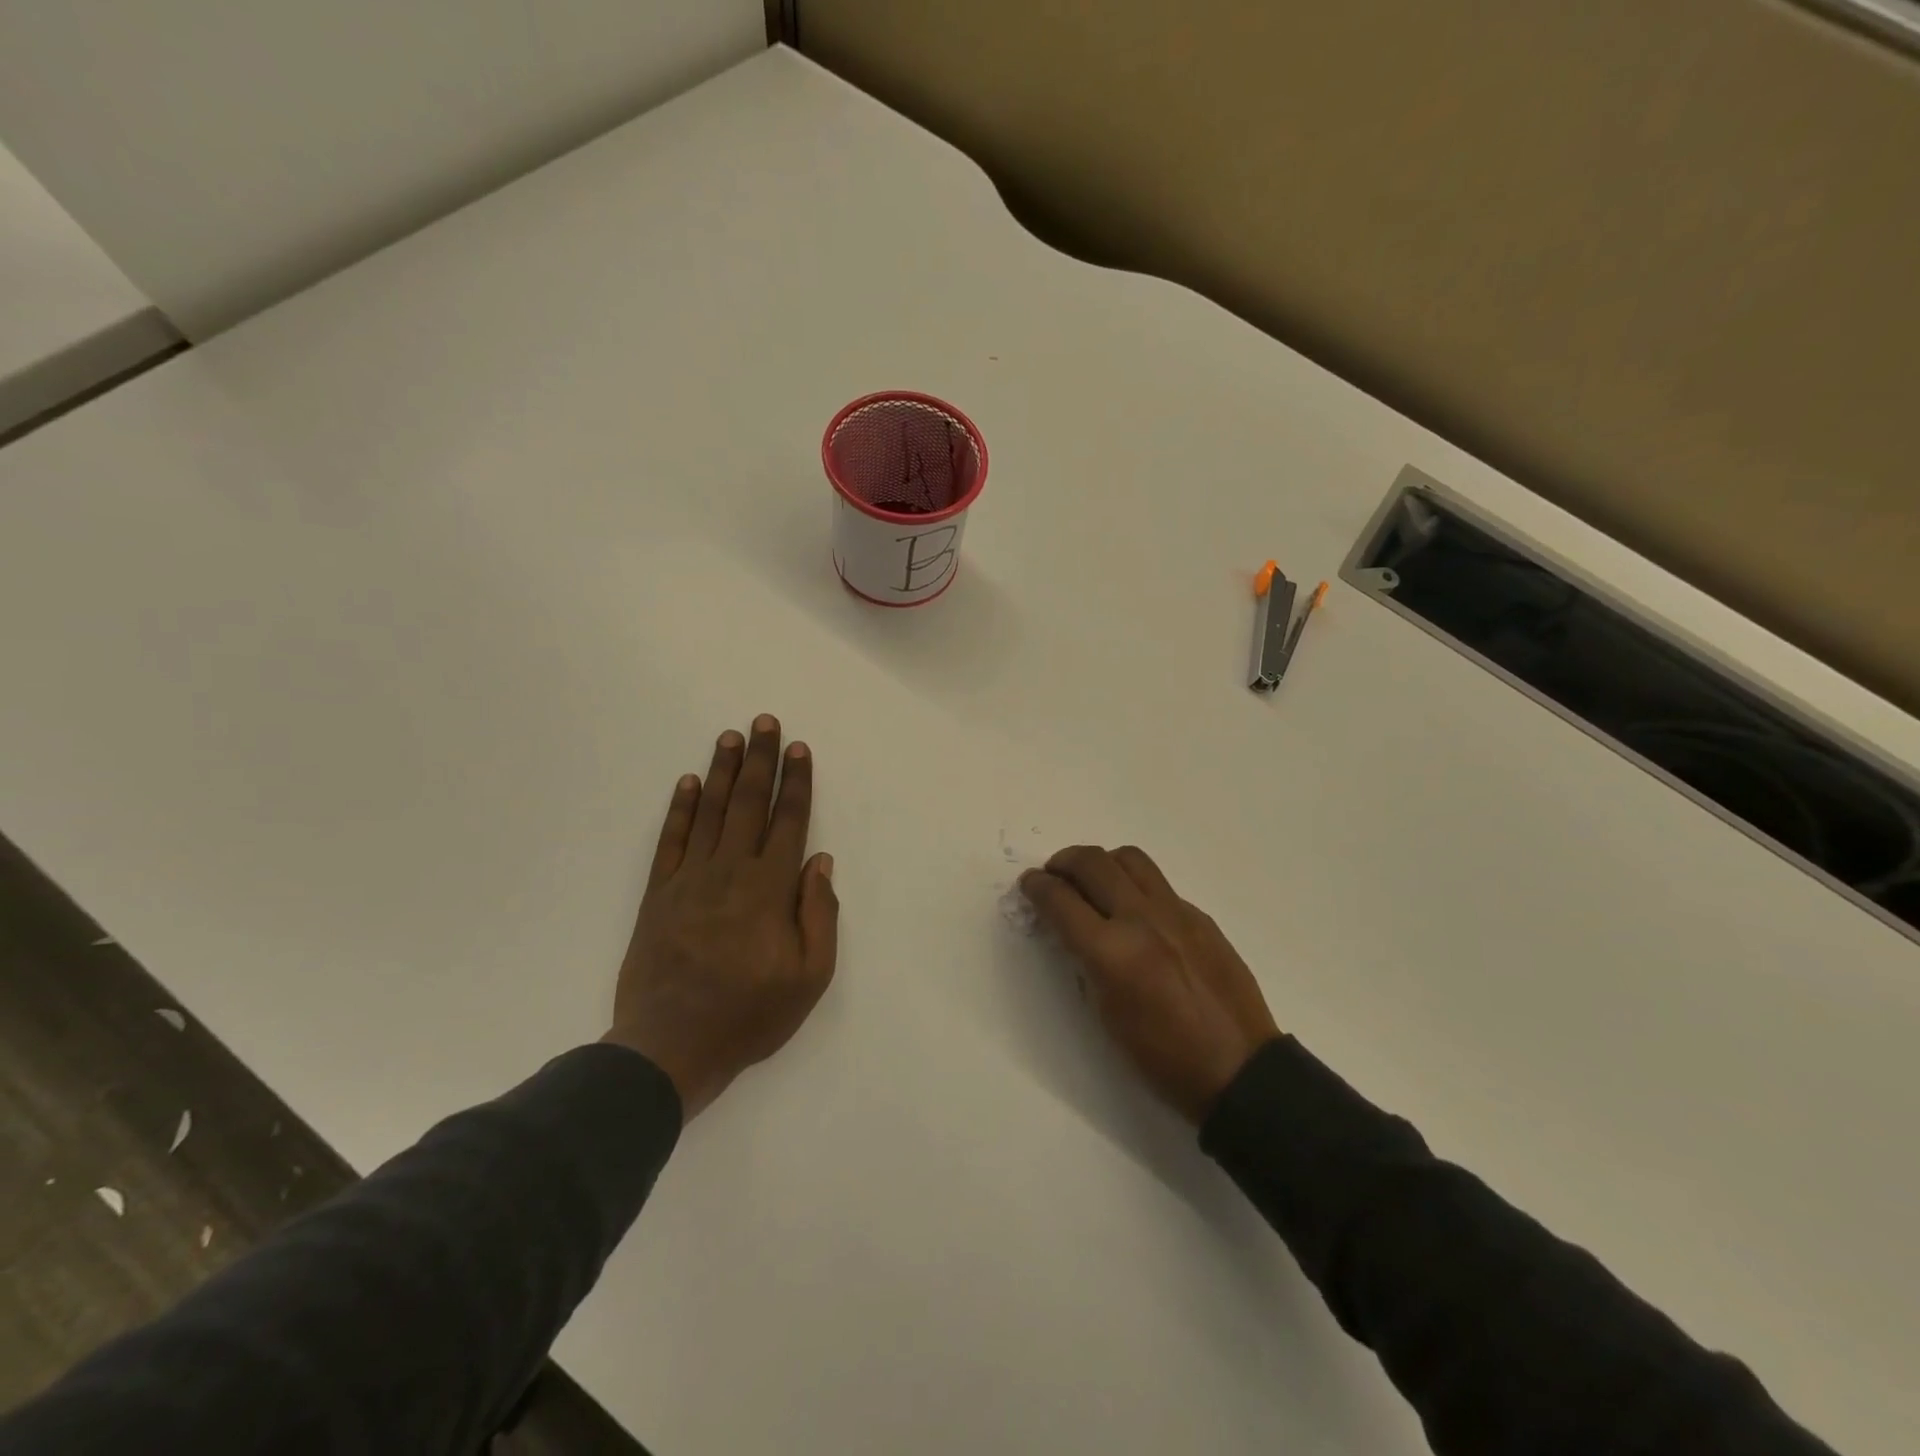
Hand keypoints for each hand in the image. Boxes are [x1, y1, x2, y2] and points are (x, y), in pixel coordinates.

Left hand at [604, 715, 837, 1120]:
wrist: (670, 1048)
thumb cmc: (749, 1015)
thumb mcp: (810, 976)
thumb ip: (819, 913)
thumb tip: (820, 860)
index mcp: (770, 889)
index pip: (788, 821)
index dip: (796, 783)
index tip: (799, 749)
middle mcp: (730, 871)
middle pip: (749, 804)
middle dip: (761, 761)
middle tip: (764, 722)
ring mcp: (689, 880)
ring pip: (711, 812)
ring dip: (723, 772)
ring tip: (731, 737)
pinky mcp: (658, 895)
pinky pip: (671, 841)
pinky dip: (680, 809)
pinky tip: (689, 783)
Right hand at [1020, 845, 1279, 1125]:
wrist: (1238, 1069)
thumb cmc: (1161, 1057)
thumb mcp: (1106, 1015)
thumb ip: (1085, 961)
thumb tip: (1072, 929)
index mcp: (1112, 952)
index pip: (1061, 900)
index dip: (1037, 887)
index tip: (1029, 884)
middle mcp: (1142, 919)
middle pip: (1092, 862)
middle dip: (1063, 862)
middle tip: (1054, 875)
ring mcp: (1176, 912)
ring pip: (1129, 859)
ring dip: (1102, 862)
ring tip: (1093, 881)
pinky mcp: (1200, 916)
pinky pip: (1159, 885)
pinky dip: (1135, 886)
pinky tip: (1134, 912)